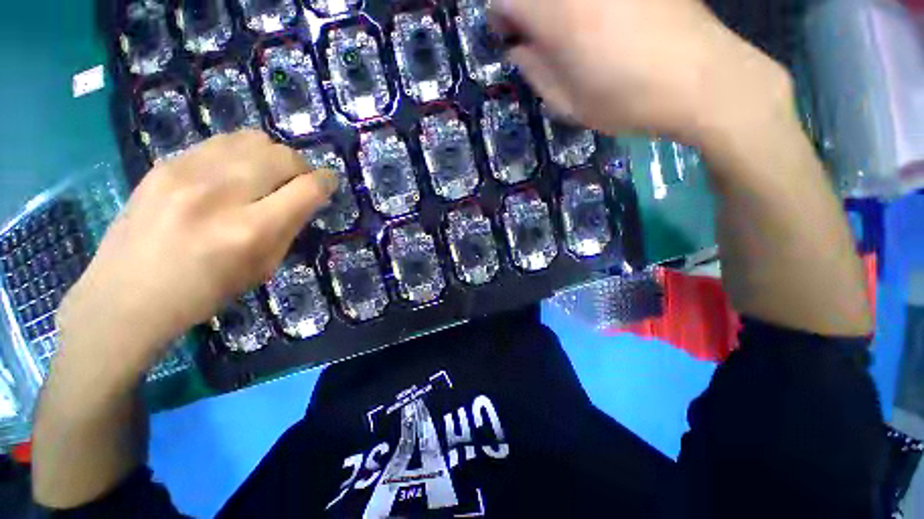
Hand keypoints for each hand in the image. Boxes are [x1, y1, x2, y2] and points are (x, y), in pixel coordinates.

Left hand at [55, 130, 335, 375]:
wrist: (125, 295)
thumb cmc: (204, 292)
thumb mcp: (262, 268)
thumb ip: (288, 228)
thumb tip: (305, 198)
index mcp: (251, 230)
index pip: (307, 189)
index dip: (327, 181)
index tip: (330, 182)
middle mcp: (221, 194)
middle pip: (283, 156)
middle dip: (301, 167)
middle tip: (297, 182)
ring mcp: (187, 173)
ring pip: (254, 139)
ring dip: (272, 156)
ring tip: (266, 174)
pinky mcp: (165, 164)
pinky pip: (221, 142)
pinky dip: (241, 153)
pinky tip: (233, 172)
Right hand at [492, 0, 792, 146]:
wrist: (698, 79)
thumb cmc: (624, 99)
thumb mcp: (565, 101)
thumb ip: (534, 70)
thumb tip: (519, 48)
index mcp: (556, 12)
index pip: (505, 0)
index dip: (501, 18)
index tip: (510, 38)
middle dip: (526, 7)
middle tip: (536, 34)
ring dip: (556, 7)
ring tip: (569, 30)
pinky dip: (585, 5)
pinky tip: (598, 17)